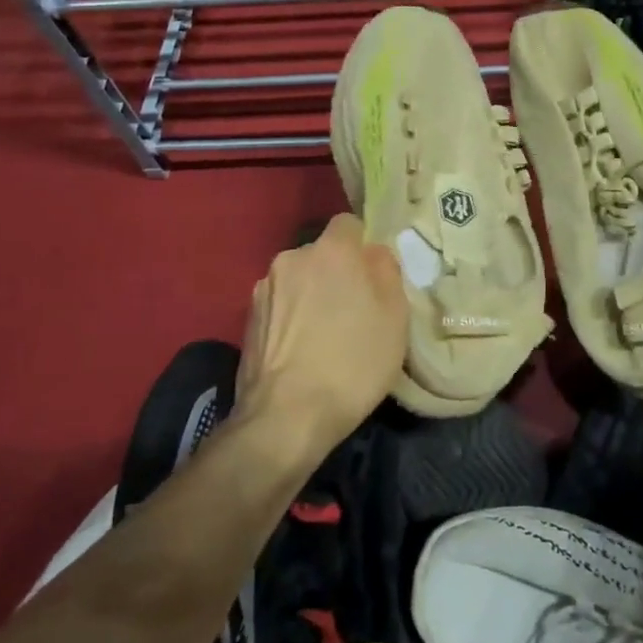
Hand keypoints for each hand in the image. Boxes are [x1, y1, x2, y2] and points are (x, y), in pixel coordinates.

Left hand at [233, 214, 407, 458]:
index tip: (373, 276)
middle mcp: (291, 259)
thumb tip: (373, 255)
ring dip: (311, 296)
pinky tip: (301, 351)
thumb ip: (386, 272)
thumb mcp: (395, 317)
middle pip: (321, 254)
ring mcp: (264, 289)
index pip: (348, 224)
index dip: (363, 246)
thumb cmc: (353, 362)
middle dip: (336, 273)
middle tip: (354, 310)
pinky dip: (291, 319)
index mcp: (331, 251)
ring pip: (298, 280)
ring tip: (324, 336)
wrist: (287, 417)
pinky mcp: (246, 320)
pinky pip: (280, 306)